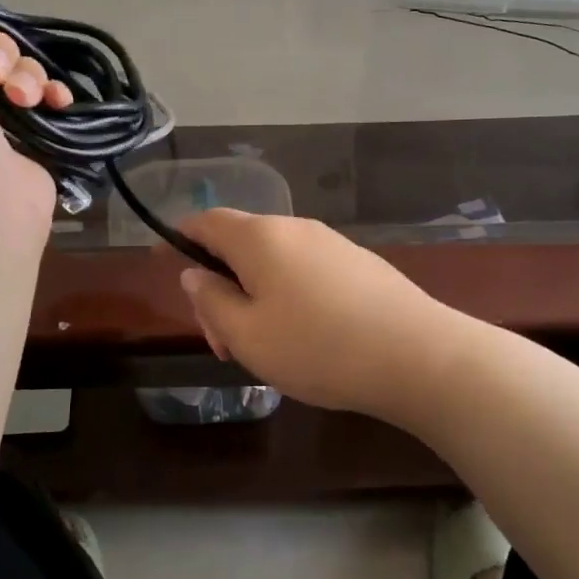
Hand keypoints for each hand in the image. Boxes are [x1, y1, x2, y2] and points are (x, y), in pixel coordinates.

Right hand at [174, 209, 456, 422]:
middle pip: (240, 246)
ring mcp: (332, 245)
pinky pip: (306, 273)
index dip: (178, 239)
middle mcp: (296, 229)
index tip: (161, 262)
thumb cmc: (317, 347)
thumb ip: (211, 300)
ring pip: (274, 263)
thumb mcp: (247, 334)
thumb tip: (193, 273)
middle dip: (219, 288)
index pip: (206, 222)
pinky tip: (302, 338)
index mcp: (260, 238)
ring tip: (261, 348)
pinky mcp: (360, 265)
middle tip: (221, 343)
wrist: (417, 356)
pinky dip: (287, 297)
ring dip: (253, 298)